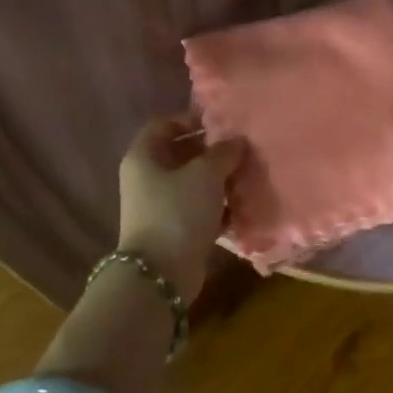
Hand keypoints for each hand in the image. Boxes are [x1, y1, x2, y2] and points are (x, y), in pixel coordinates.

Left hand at [116, 114, 244, 302]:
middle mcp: (147, 177)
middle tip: (242, 150)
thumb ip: (224, 153)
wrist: (161, 272)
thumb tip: (237, 141)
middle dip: (212, 152)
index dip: (192, 120)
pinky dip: (218, 206)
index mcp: (144, 156)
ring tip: (247, 176)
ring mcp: (159, 205)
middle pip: (181, 153)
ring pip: (193, 182)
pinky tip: (242, 206)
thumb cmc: (178, 211)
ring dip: (219, 180)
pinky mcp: (174, 229)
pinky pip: (199, 208)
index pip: (165, 124)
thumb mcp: (205, 174)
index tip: (223, 124)